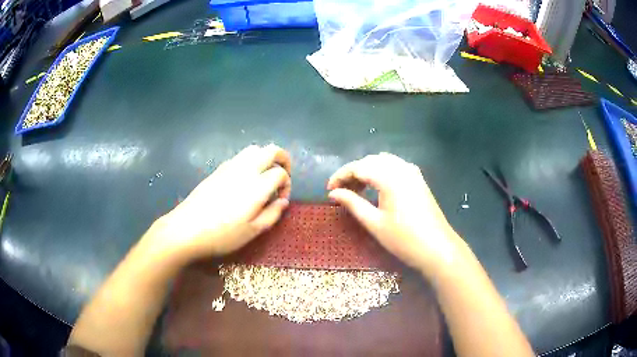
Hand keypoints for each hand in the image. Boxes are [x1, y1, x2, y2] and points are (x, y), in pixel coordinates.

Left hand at [152, 144, 291, 262]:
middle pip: (270, 150)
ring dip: (265, 158)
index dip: (287, 184)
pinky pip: (239, 157)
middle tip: (282, 175)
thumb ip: (272, 214)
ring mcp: (230, 167)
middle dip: (282, 159)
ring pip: (254, 149)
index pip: (280, 173)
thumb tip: (283, 202)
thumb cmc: (222, 235)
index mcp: (257, 186)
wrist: (186, 229)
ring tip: (264, 176)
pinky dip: (249, 162)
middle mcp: (245, 170)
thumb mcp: (252, 232)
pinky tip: (244, 180)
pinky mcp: (217, 170)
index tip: (281, 200)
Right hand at [327, 153, 461, 275]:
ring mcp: (412, 172)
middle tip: (341, 191)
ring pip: (383, 162)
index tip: (329, 189)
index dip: (340, 175)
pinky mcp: (418, 179)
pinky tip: (376, 187)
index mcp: (389, 177)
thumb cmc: (404, 239)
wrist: (437, 248)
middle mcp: (401, 168)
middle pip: (370, 161)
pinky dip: (381, 172)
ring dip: (367, 171)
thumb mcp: (374, 223)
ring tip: (356, 190)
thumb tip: (333, 193)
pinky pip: (395, 167)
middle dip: (353, 172)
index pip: (358, 167)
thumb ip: (353, 203)